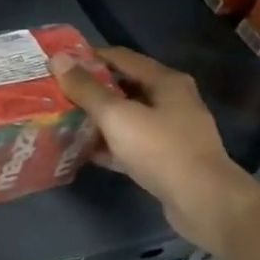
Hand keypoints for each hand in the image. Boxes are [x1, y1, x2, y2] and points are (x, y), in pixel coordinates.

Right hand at [51, 47, 259, 253]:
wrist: (203, 202)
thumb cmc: (160, 149)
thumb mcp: (116, 116)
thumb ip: (86, 88)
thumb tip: (57, 59)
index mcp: (165, 82)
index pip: (119, 57)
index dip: (87, 57)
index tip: (57, 64)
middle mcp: (171, 101)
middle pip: (122, 86)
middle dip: (89, 89)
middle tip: (55, 92)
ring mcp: (170, 131)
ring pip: (125, 117)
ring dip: (96, 118)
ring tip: (63, 119)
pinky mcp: (165, 158)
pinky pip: (130, 143)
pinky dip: (108, 144)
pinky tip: (83, 151)